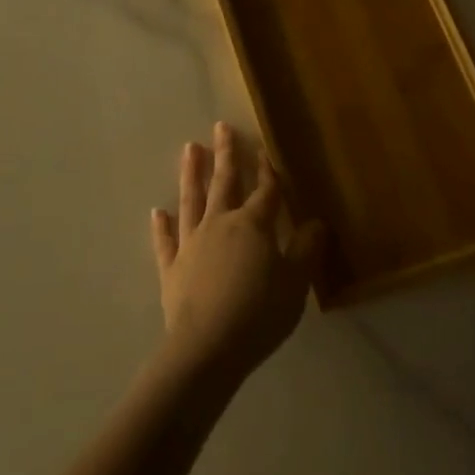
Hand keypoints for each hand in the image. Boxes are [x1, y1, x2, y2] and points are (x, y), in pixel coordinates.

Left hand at [151, 123, 321, 384]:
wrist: (208, 348)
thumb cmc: (259, 313)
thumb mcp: (295, 283)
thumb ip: (306, 250)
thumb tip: (316, 222)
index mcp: (253, 225)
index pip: (265, 191)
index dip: (268, 170)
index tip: (265, 148)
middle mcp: (219, 224)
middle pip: (224, 183)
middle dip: (225, 154)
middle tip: (220, 126)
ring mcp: (192, 244)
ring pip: (191, 200)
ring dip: (191, 174)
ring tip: (190, 148)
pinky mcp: (172, 268)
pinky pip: (166, 241)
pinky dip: (162, 226)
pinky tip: (157, 212)